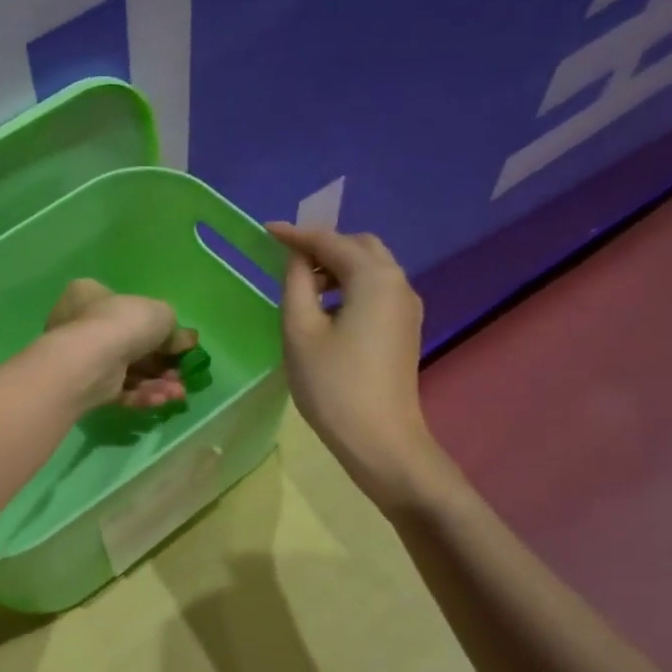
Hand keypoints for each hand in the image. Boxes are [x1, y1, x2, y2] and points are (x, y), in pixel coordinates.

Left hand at [43, 279, 197, 410]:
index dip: (156, 327)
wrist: (90, 360)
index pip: (124, 308)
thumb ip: (173, 328)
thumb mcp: (160, 314)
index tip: (180, 343)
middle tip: (181, 373)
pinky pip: (118, 389)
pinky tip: (162, 400)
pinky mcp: (85, 387)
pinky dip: (141, 394)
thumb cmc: (122, 322)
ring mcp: (81, 358)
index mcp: (89, 295)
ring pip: (127, 371)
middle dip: (161, 363)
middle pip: (130, 344)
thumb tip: (183, 341)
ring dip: (157, 383)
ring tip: (178, 392)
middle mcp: (79, 324)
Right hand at [266, 223, 453, 507]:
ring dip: (337, 267)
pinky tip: (325, 310)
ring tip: (301, 288)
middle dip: (323, 246)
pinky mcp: (404, 329)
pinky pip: (376, 291)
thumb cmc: (332, 384)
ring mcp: (406, 308)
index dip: (296, 234)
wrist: (380, 440)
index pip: (331, 241)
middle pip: (360, 247)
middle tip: (286, 259)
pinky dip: (350, 287)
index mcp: (374, 278)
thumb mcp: (300, 330)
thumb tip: (297, 257)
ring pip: (371, 268)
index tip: (265, 231)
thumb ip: (297, 283)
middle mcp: (398, 283)